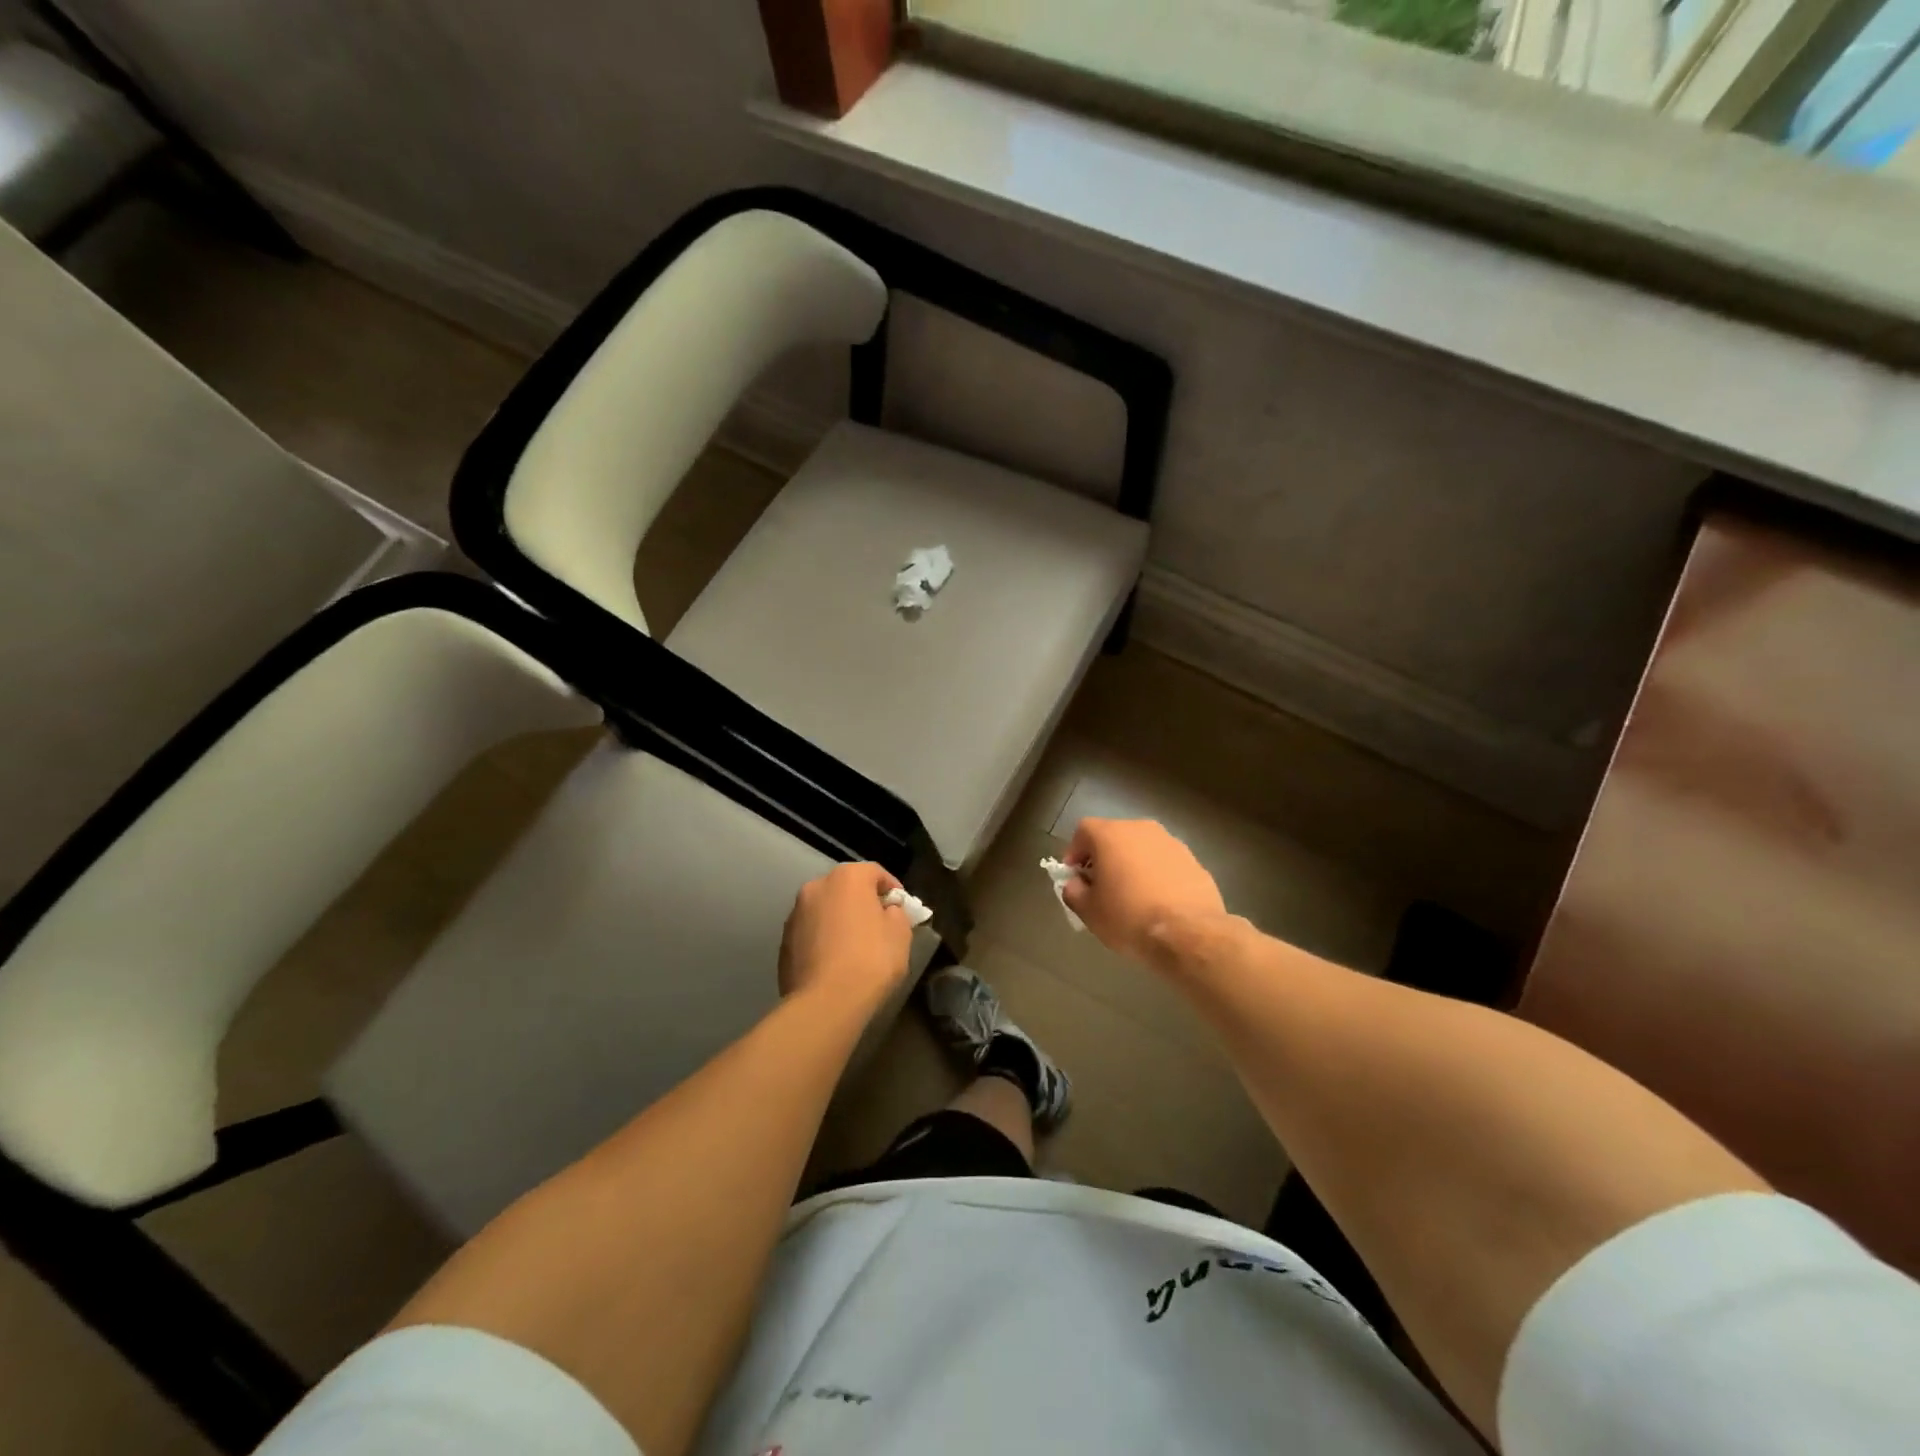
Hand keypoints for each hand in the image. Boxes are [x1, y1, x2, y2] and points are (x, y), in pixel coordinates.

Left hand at [778, 863, 914, 1011]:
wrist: (825, 1003)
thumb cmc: (871, 960)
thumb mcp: (900, 933)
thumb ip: (896, 913)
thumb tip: (887, 911)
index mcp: (847, 877)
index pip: (875, 872)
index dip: (892, 889)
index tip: (903, 909)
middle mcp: (816, 887)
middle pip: (846, 888)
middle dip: (862, 903)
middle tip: (879, 926)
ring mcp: (795, 914)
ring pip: (825, 910)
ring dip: (840, 920)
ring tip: (854, 947)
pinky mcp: (783, 942)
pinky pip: (811, 933)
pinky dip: (823, 940)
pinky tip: (834, 963)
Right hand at [1063, 818, 1226, 965]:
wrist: (1188, 934)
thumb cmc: (1128, 917)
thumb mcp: (1088, 911)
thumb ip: (1073, 891)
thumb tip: (1076, 884)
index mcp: (1111, 834)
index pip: (1083, 831)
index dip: (1074, 852)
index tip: (1075, 877)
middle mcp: (1141, 829)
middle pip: (1114, 836)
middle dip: (1104, 858)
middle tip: (1101, 886)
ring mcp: (1171, 843)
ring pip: (1142, 849)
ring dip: (1132, 865)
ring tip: (1132, 896)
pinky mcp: (1194, 861)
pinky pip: (1165, 863)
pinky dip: (1157, 875)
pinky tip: (1158, 902)